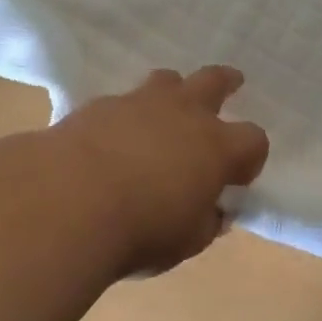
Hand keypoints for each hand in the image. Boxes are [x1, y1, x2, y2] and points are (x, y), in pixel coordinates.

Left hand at [50, 66, 269, 276]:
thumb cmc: (140, 229)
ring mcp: (141, 102)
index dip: (251, 157)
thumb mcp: (185, 241)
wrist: (68, 200)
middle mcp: (184, 113)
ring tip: (168, 104)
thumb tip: (213, 212)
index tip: (239, 176)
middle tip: (232, 82)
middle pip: (214, 81)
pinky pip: (123, 99)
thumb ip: (205, 222)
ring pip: (167, 79)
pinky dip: (127, 114)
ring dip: (174, 90)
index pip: (253, 140)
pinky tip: (115, 135)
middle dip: (226, 82)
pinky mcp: (101, 104)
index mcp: (216, 148)